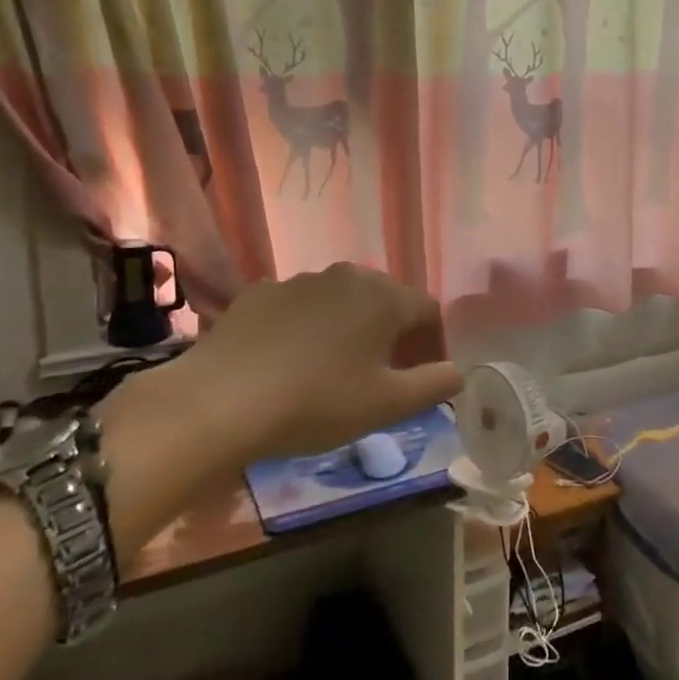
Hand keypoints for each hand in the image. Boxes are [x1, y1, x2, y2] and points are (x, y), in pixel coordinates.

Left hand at [160, 263, 464, 460]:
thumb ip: (434, 385)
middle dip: (395, 333)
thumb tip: (458, 372)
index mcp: (383, 296)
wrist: (220, 400)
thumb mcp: (387, 404)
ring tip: (338, 369)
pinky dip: (307, 328)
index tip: (427, 376)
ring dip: (351, 328)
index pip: (428, 311)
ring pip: (341, 301)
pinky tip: (291, 362)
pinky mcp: (258, 294)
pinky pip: (299, 308)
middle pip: (386, 300)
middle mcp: (346, 275)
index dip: (434, 343)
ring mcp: (298, 280)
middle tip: (387, 374)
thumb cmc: (317, 401)